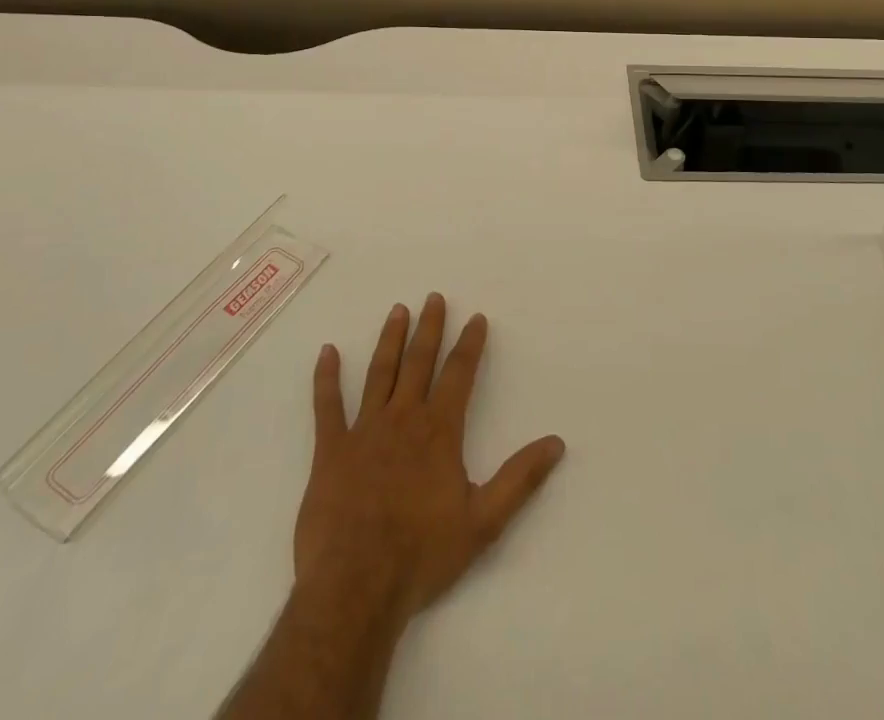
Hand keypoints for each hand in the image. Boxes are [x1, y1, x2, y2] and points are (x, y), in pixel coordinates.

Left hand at [293, 294, 566, 624]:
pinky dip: (326, 377)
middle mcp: (403, 418)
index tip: (476, 318)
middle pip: (419, 362)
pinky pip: (327, 406)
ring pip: (379, 373)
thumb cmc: (422, 554)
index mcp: (439, 430)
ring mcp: (364, 431)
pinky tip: (327, 351)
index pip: (459, 374)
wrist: (356, 587)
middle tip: (434, 297)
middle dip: (429, 328)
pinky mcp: (330, 450)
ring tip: (397, 310)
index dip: (470, 344)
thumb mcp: (484, 521)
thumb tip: (556, 443)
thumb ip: (520, 478)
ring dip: (390, 339)